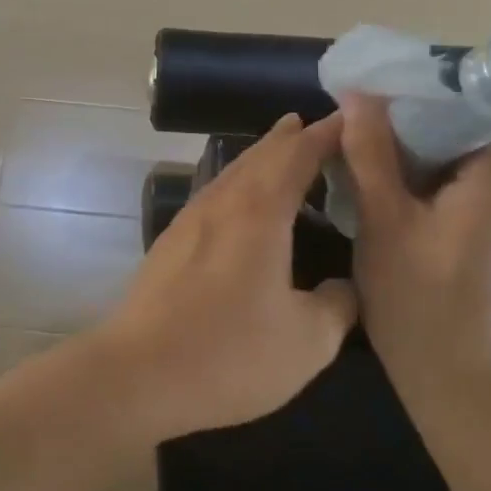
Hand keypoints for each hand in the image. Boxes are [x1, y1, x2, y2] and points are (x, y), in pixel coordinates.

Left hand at [91, 113, 357, 442]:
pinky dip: (239, 183)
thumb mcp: (308, 341)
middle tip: (314, 124)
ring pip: (232, 173)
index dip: (325, 135)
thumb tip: (344, 285)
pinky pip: (215, 194)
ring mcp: (190, 219)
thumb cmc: (230, 353)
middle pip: (260, 156)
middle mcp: (222, 203)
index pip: (297, 156)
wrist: (140, 371)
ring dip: (260, 157)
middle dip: (290, 137)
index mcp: (259, 213)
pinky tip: (241, 202)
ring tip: (281, 150)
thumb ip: (337, 304)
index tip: (350, 119)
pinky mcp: (172, 241)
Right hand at [337, 94, 490, 433]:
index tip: (366, 104)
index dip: (411, 99)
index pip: (463, 106)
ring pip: (456, 172)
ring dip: (411, 168)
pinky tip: (389, 212)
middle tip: (352, 140)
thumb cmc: (421, 303)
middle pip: (458, 138)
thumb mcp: (383, 221)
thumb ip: (370, 153)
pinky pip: (463, 202)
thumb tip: (359, 94)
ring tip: (361, 172)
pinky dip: (427, 197)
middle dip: (404, 135)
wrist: (465, 394)